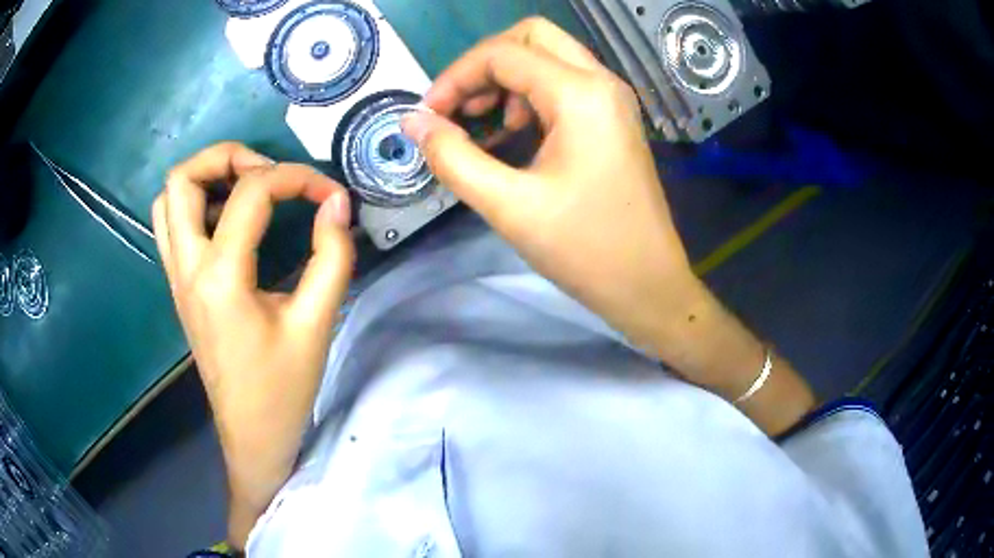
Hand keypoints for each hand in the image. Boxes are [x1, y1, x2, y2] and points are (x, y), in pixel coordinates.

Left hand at [152, 142, 353, 546]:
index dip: (296, 178)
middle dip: (227, 156)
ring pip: (169, 199)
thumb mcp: (316, 324)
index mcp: (221, 278)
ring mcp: (176, 276)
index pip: (251, 194)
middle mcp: (187, 268)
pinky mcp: (179, 285)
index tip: (328, 192)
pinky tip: (230, 219)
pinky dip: (197, 203)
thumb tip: (336, 203)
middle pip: (182, 179)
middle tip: (268, 172)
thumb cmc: (283, 388)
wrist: (251, 433)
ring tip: (247, 188)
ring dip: (206, 177)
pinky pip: (172, 224)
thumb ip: (331, 256)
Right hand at [402, 17, 694, 355]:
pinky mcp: (613, 117)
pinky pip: (564, 82)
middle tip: (461, 107)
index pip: (502, 53)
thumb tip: (413, 123)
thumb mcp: (509, 206)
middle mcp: (601, 82)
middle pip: (531, 36)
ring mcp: (612, 98)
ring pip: (549, 55)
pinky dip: (530, 93)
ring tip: (486, 124)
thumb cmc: (585, 250)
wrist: (648, 284)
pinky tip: (516, 133)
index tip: (428, 116)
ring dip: (507, 77)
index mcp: (580, 94)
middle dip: (485, 63)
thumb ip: (452, 157)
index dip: (454, 77)